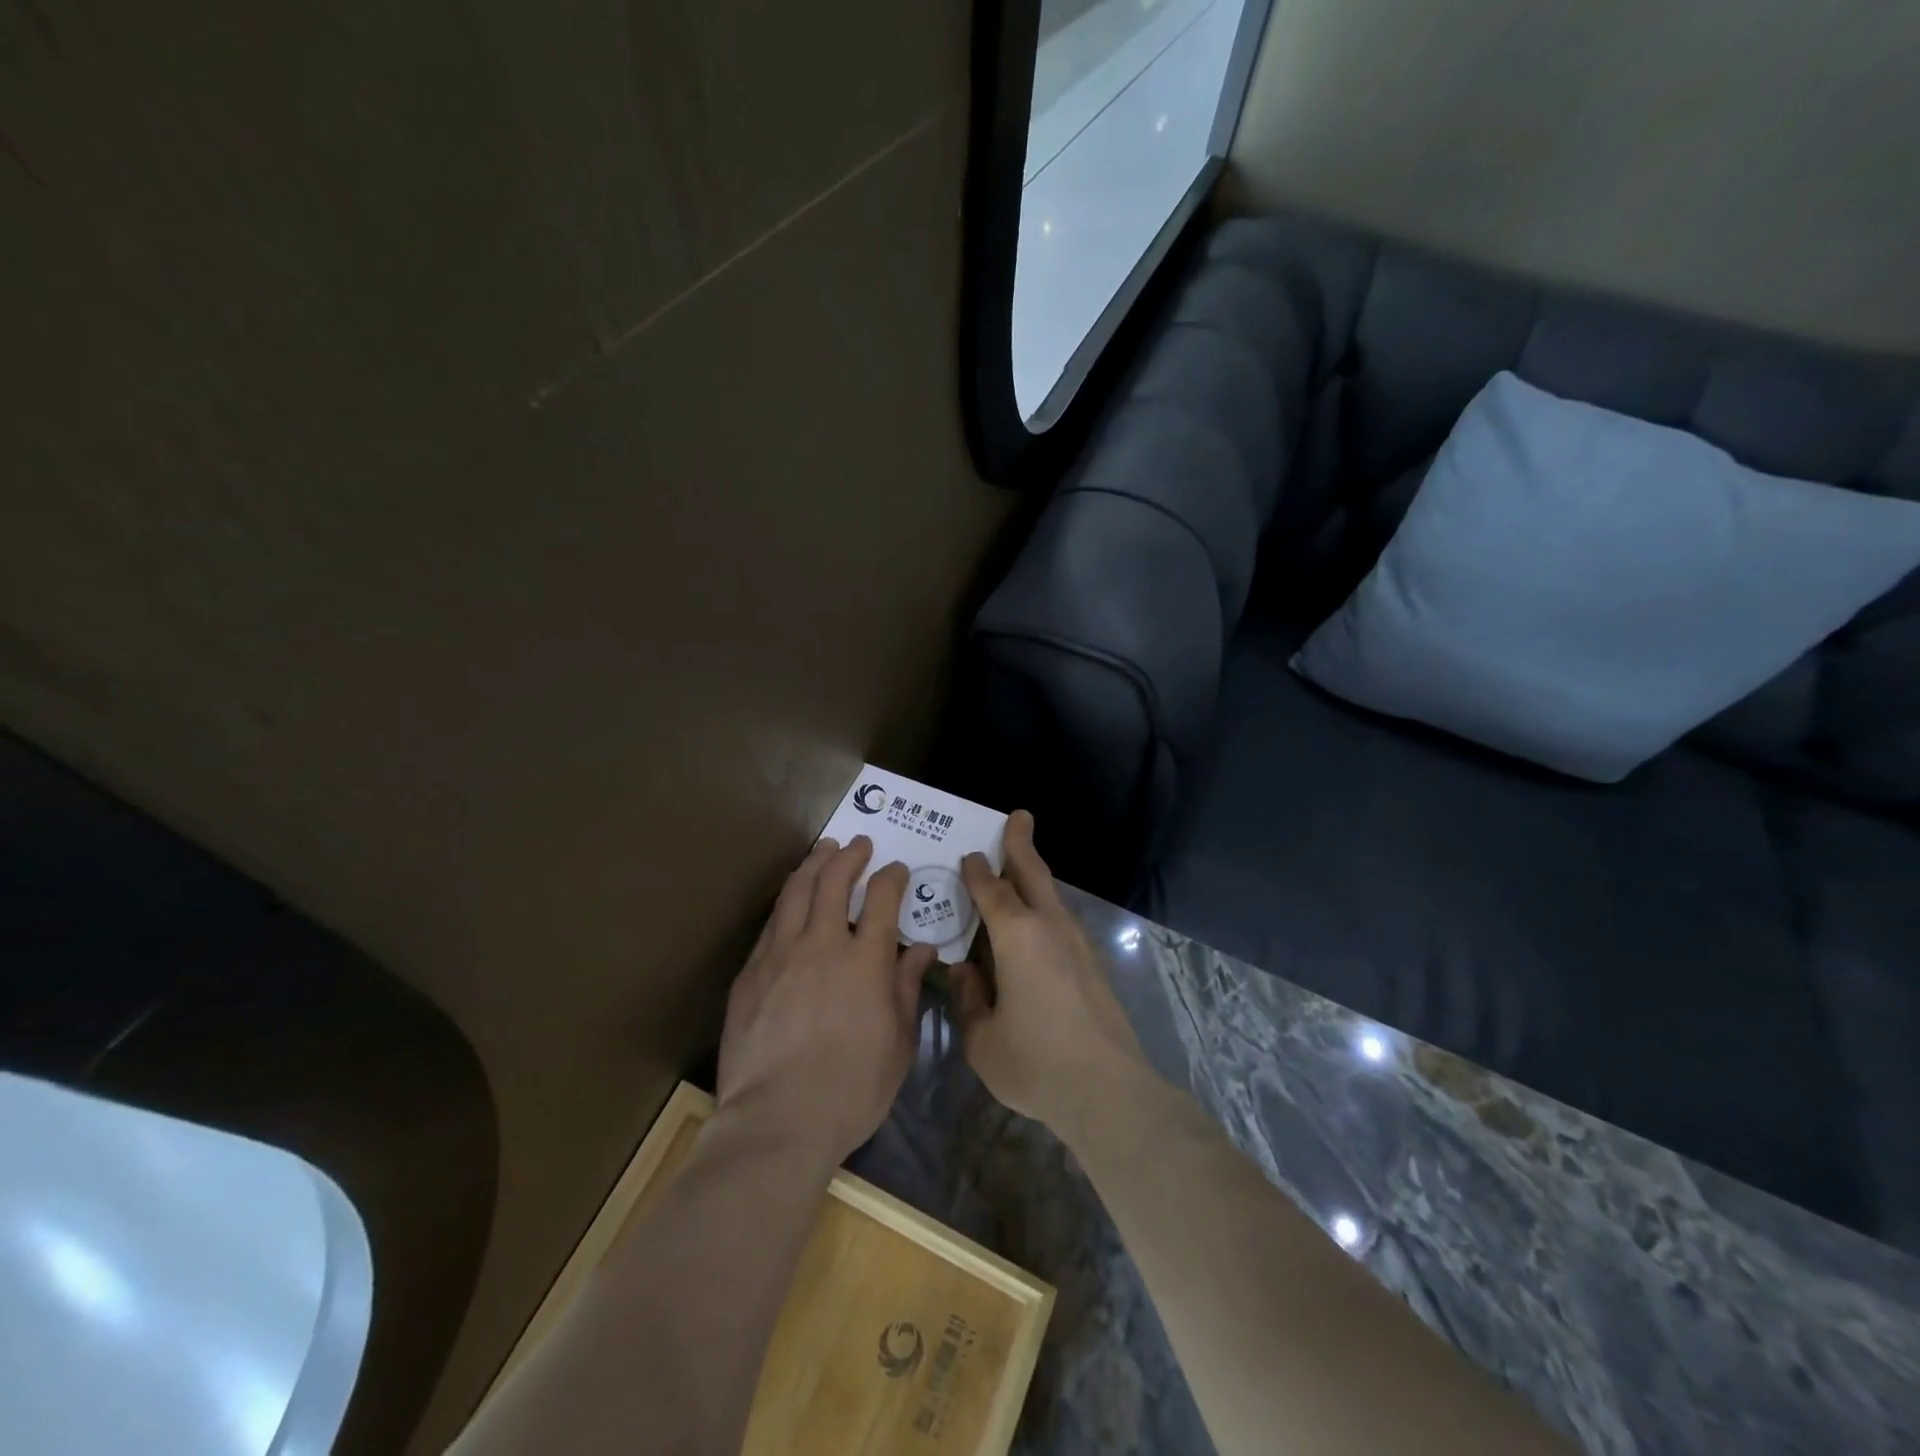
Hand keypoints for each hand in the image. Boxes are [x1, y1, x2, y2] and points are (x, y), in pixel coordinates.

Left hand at [718, 836, 934, 1163]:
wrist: (777, 1122)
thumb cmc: (852, 1090)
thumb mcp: (899, 1043)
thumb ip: (907, 987)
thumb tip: (921, 948)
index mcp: (865, 961)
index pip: (882, 898)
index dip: (891, 877)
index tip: (896, 870)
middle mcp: (822, 944)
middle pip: (834, 880)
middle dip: (850, 855)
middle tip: (859, 844)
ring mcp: (780, 955)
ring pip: (796, 892)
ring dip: (813, 864)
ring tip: (824, 851)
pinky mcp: (750, 974)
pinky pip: (771, 924)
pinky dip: (787, 902)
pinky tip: (791, 902)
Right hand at [953, 811, 1147, 1138]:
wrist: (1108, 1090)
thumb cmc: (1035, 1061)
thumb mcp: (982, 1038)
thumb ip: (968, 999)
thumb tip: (965, 973)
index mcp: (1017, 935)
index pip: (991, 889)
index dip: (977, 870)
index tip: (969, 854)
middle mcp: (1049, 927)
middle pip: (1033, 873)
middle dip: (1021, 844)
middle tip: (1017, 816)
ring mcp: (1077, 945)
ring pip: (1052, 896)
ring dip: (1035, 875)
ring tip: (1020, 868)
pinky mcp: (1093, 965)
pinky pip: (1061, 921)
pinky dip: (1044, 908)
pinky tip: (1034, 926)